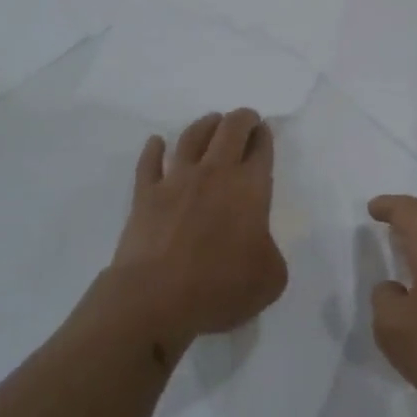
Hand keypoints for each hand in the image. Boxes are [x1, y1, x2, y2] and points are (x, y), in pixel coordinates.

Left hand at [112, 109, 286, 344]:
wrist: (156, 298)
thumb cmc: (219, 288)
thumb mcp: (270, 279)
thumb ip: (271, 252)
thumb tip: (257, 244)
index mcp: (250, 189)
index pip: (261, 150)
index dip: (264, 137)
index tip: (264, 132)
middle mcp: (214, 173)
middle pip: (230, 130)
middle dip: (242, 119)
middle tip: (246, 119)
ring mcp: (176, 180)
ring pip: (192, 136)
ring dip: (205, 125)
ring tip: (212, 121)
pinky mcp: (145, 194)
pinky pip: (149, 162)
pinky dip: (154, 149)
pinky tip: (156, 142)